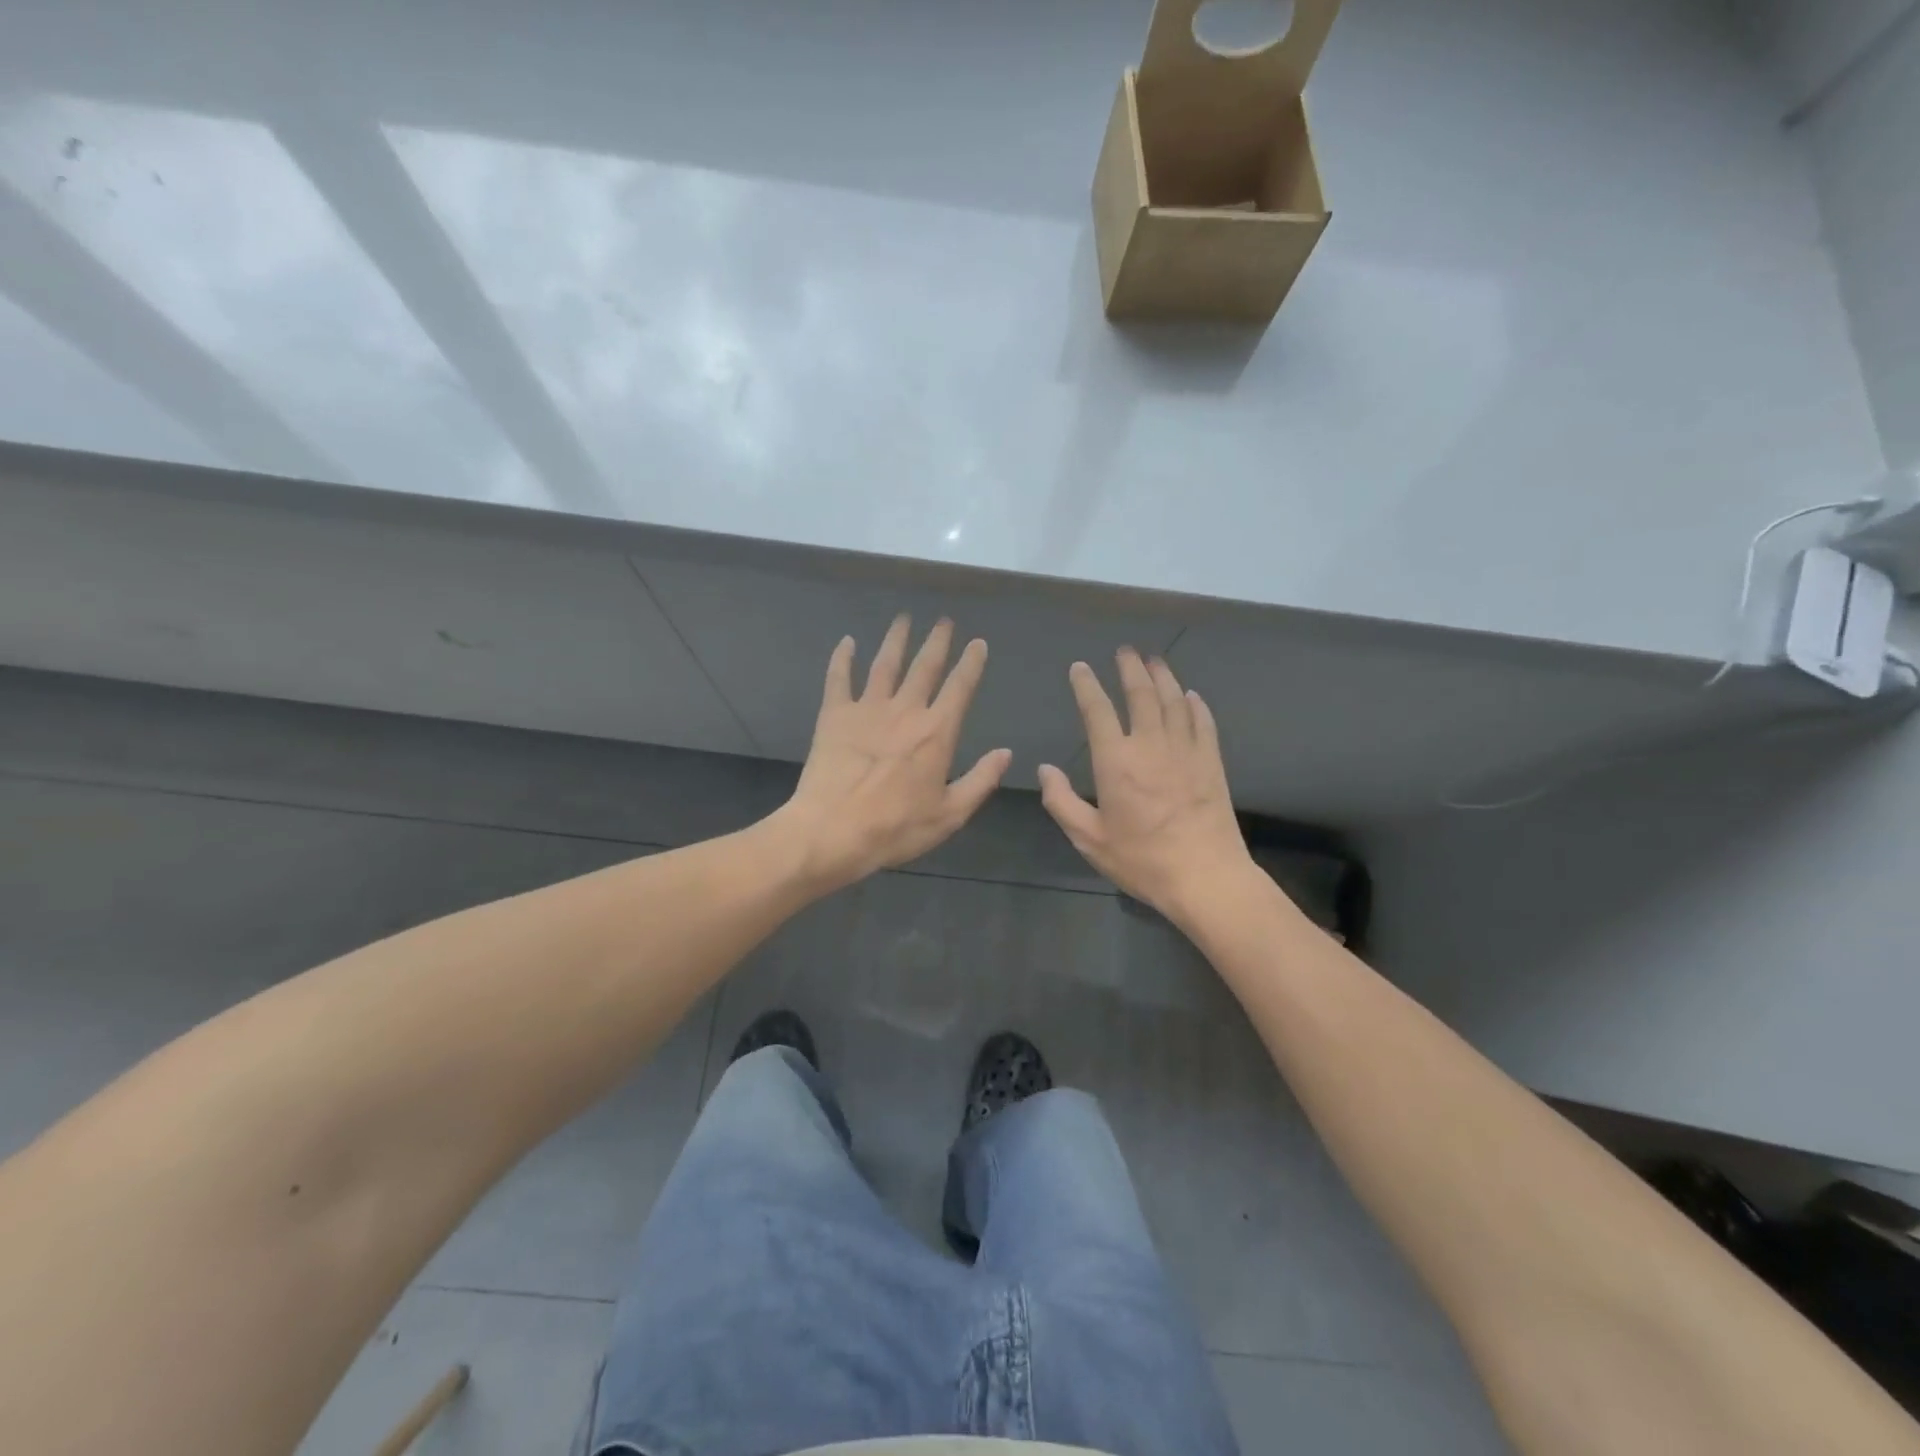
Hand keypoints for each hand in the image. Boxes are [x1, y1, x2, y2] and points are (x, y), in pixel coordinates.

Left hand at [776, 615, 1011, 891]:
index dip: (971, 663)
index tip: (978, 643)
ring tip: (903, 618)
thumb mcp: (950, 814)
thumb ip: (981, 780)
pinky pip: (839, 678)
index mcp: (936, 732)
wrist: (832, 831)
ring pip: (885, 663)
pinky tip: (847, 642)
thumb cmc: (896, 827)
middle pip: (924, 666)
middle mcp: (905, 710)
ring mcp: (867, 708)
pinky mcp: (834, 715)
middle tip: (944, 620)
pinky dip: (843, 658)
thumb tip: (1006, 753)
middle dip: (937, 641)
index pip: (960, 687)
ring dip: (896, 639)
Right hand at [1038, 649, 1252, 924]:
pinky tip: (1190, 696)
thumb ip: (1062, 802)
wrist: (1205, 876)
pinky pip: (1203, 722)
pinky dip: (1195, 704)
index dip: (1086, 685)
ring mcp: (1186, 750)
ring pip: (1174, 700)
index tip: (1080, 667)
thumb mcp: (1089, 839)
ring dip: (1163, 677)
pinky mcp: (1212, 761)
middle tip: (1125, 650)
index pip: (1097, 710)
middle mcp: (1151, 744)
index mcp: (1116, 761)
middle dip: (1130, 668)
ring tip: (1155, 660)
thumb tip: (1045, 770)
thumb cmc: (1141, 860)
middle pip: (1141, 693)